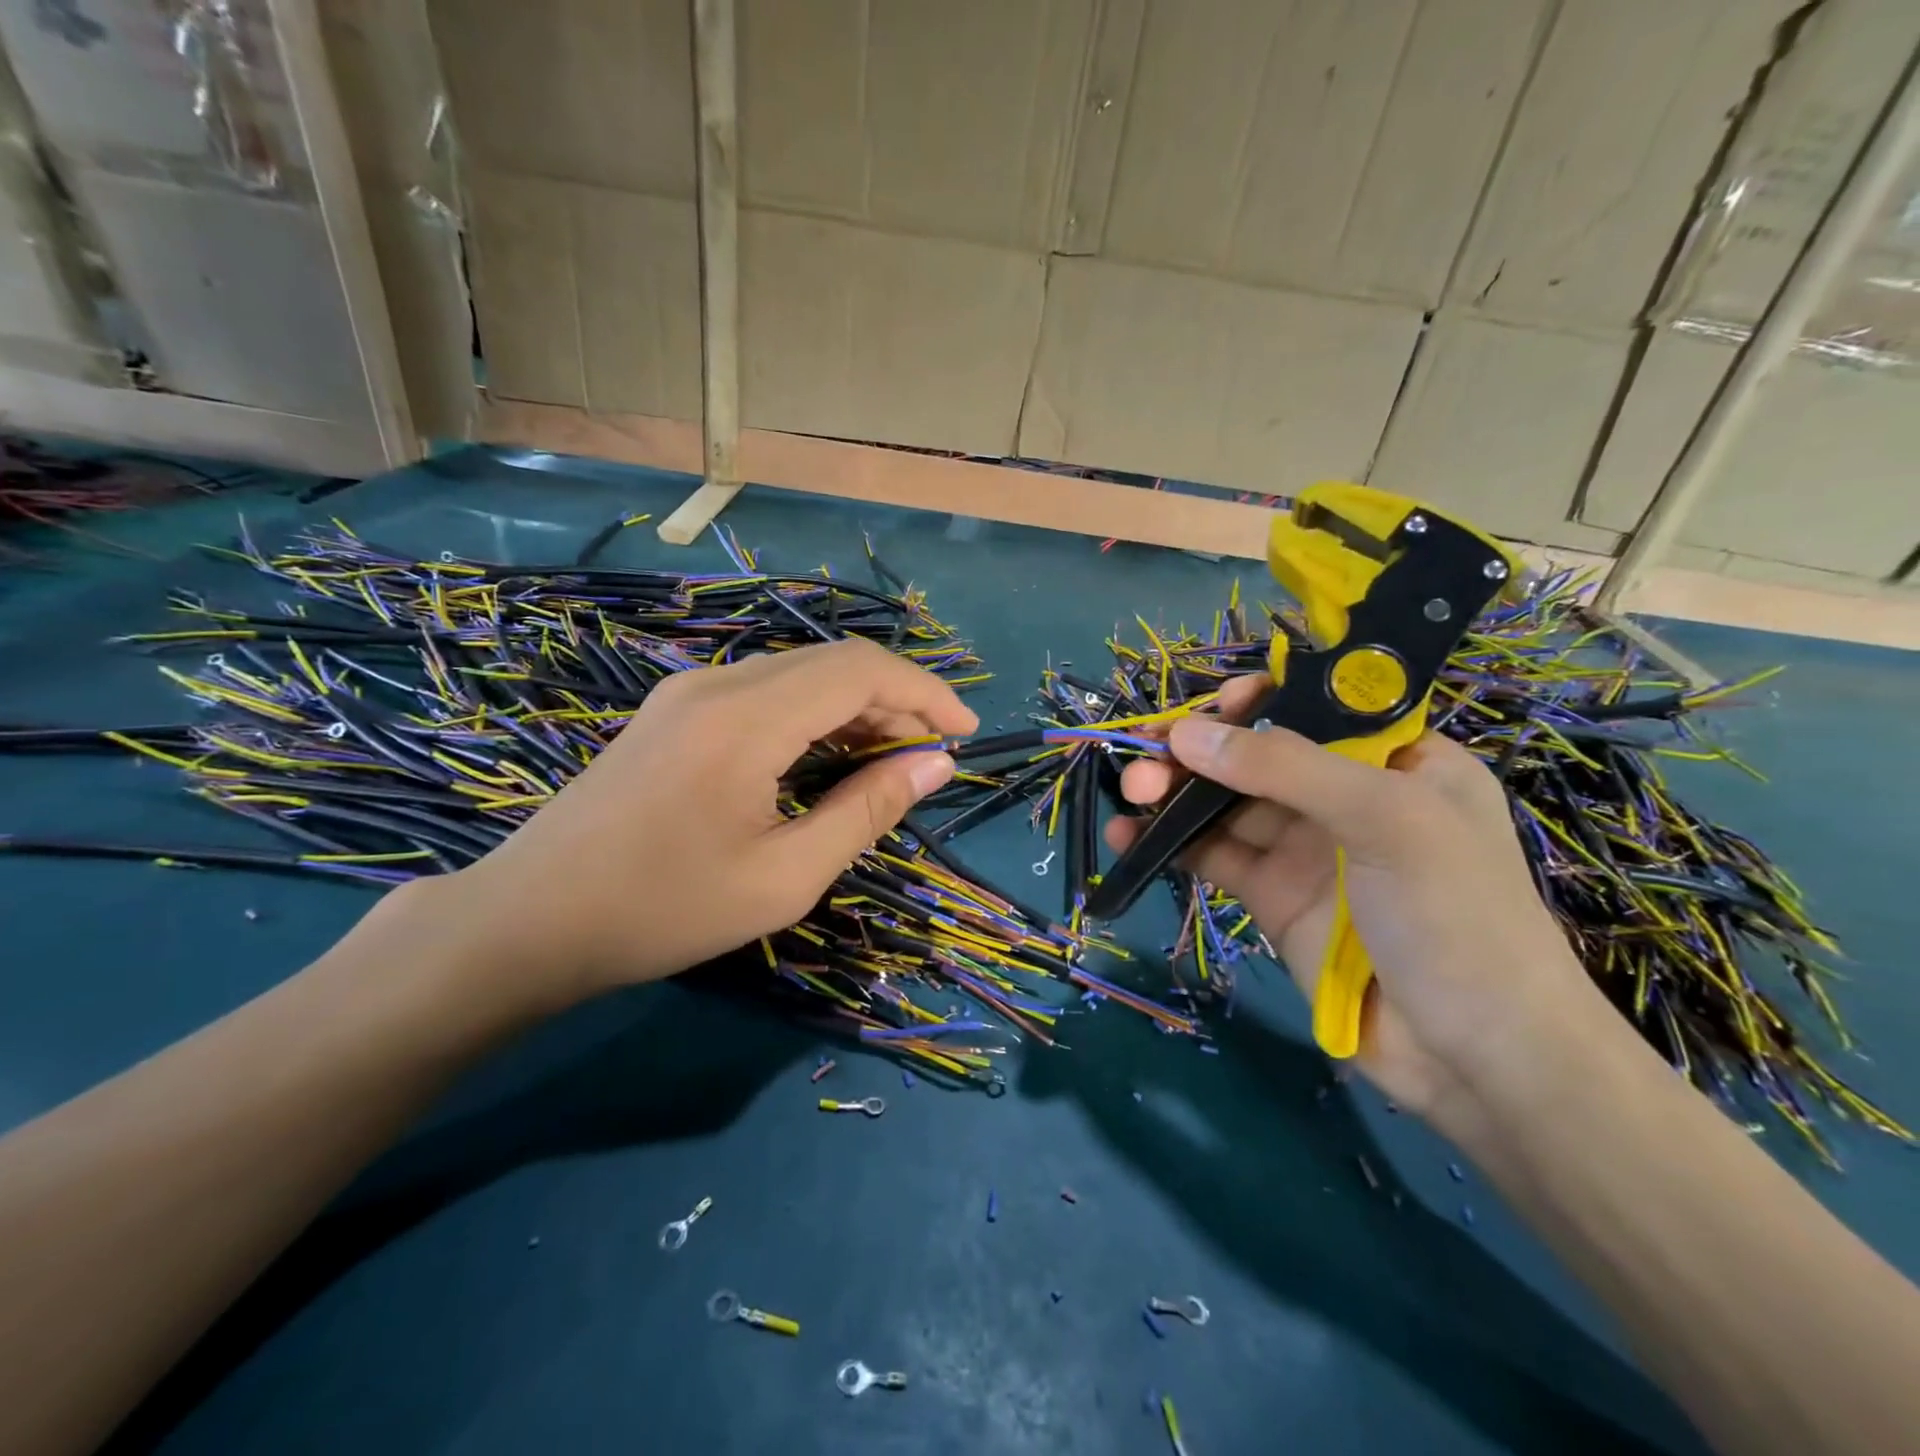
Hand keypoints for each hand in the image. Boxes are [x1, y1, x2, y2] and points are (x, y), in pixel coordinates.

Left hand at [431, 638, 975, 1008]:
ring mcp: (690, 691)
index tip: (965, 734)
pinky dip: (814, 716)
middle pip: (834, 664)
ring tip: (889, 763)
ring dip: (855, 709)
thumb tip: (935, 765)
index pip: (861, 670)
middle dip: (896, 701)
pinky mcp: (675, 710)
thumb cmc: (663, 909)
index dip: (925, 693)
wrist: (528, 921)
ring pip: (800, 675)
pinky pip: (766, 693)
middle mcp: (719, 683)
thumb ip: (867, 811)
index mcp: (747, 717)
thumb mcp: (785, 876)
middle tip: (930, 759)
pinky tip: (827, 759)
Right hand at [1107, 677, 1599, 1122]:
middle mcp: (1345, 795)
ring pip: (1224, 802)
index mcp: (1395, 760)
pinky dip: (1168, 841)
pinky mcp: (1270, 895)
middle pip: (1255, 753)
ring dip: (1173, 790)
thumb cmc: (1455, 916)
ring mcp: (1304, 847)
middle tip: (1148, 753)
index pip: (1315, 708)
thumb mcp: (1386, 820)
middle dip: (1199, 747)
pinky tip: (1128, 835)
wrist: (1473, 1058)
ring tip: (1131, 790)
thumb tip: (1186, 732)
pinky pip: (1212, 854)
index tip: (1214, 706)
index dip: (1260, 700)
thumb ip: (1285, 768)